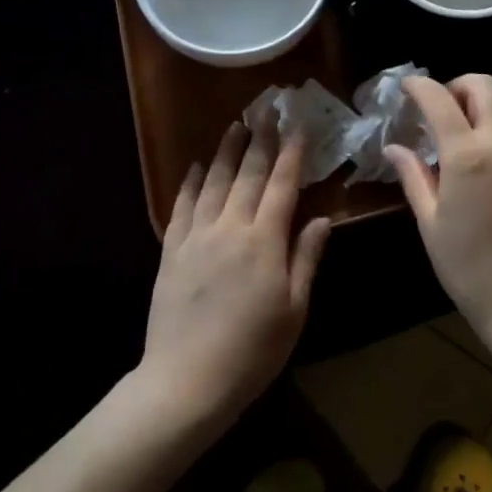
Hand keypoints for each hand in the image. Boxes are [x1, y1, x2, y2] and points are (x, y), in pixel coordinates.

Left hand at [141, 123, 330, 430]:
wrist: (186, 381)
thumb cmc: (252, 351)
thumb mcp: (294, 309)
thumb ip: (306, 259)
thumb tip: (320, 218)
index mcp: (264, 241)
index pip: (282, 185)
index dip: (292, 153)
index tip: (299, 126)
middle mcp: (230, 227)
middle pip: (248, 174)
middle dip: (261, 140)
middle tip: (268, 110)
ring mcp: (197, 237)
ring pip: (213, 182)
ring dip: (226, 151)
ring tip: (236, 125)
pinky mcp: (171, 251)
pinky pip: (181, 207)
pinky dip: (189, 183)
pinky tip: (193, 166)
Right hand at [386, 75, 491, 351]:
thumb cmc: (468, 266)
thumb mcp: (430, 222)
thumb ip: (413, 176)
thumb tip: (394, 148)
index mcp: (467, 156)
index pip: (440, 99)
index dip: (419, 86)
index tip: (407, 86)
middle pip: (485, 84)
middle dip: (458, 85)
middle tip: (441, 106)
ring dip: (489, 98)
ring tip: (471, 120)